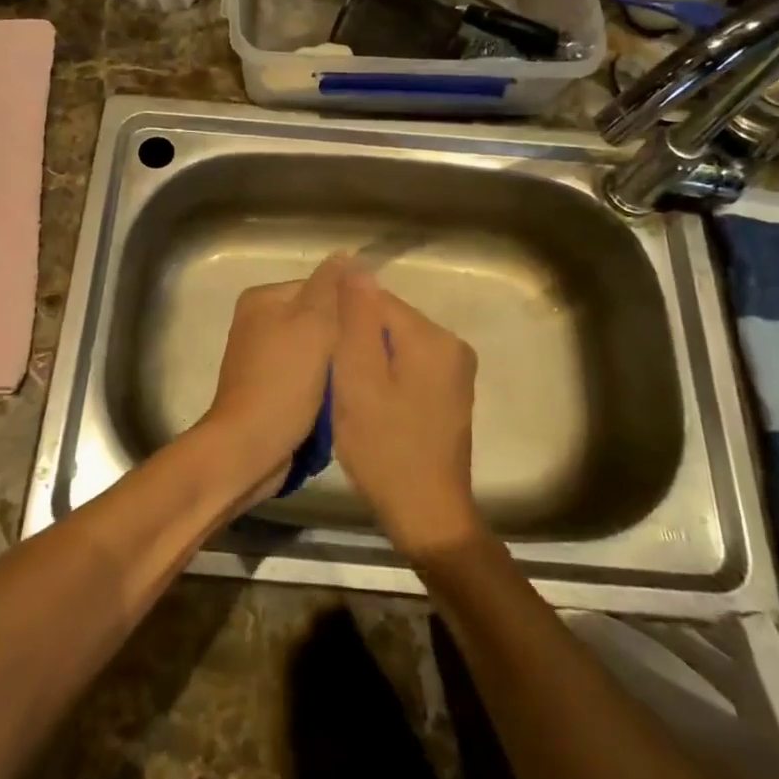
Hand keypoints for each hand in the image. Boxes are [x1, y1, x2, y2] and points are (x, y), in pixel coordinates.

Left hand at [198, 254, 346, 503]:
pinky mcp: (267, 388)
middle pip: (317, 319)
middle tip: (365, 359)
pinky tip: (336, 401)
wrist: (249, 447)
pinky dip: (321, 386)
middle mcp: (257, 321)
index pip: (320, 287)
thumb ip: (330, 287)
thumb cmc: (283, 381)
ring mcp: (260, 357)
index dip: (349, 307)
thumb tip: (345, 253)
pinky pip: (304, 376)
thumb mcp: (313, 324)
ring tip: (355, 382)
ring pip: (314, 350)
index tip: (370, 332)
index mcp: (263, 298)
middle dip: (341, 339)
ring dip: (334, 365)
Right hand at [330, 267, 482, 560]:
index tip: (322, 350)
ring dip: (370, 360)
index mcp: (432, 336)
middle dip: (357, 340)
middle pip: (389, 320)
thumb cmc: (385, 447)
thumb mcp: (358, 378)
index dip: (343, 319)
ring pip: (397, 344)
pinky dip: (386, 376)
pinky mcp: (451, 394)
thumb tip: (355, 263)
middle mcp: (452, 345)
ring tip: (348, 392)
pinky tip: (371, 405)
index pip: (376, 299)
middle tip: (333, 378)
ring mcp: (456, 371)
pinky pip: (410, 365)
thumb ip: (356, 318)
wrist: (427, 514)